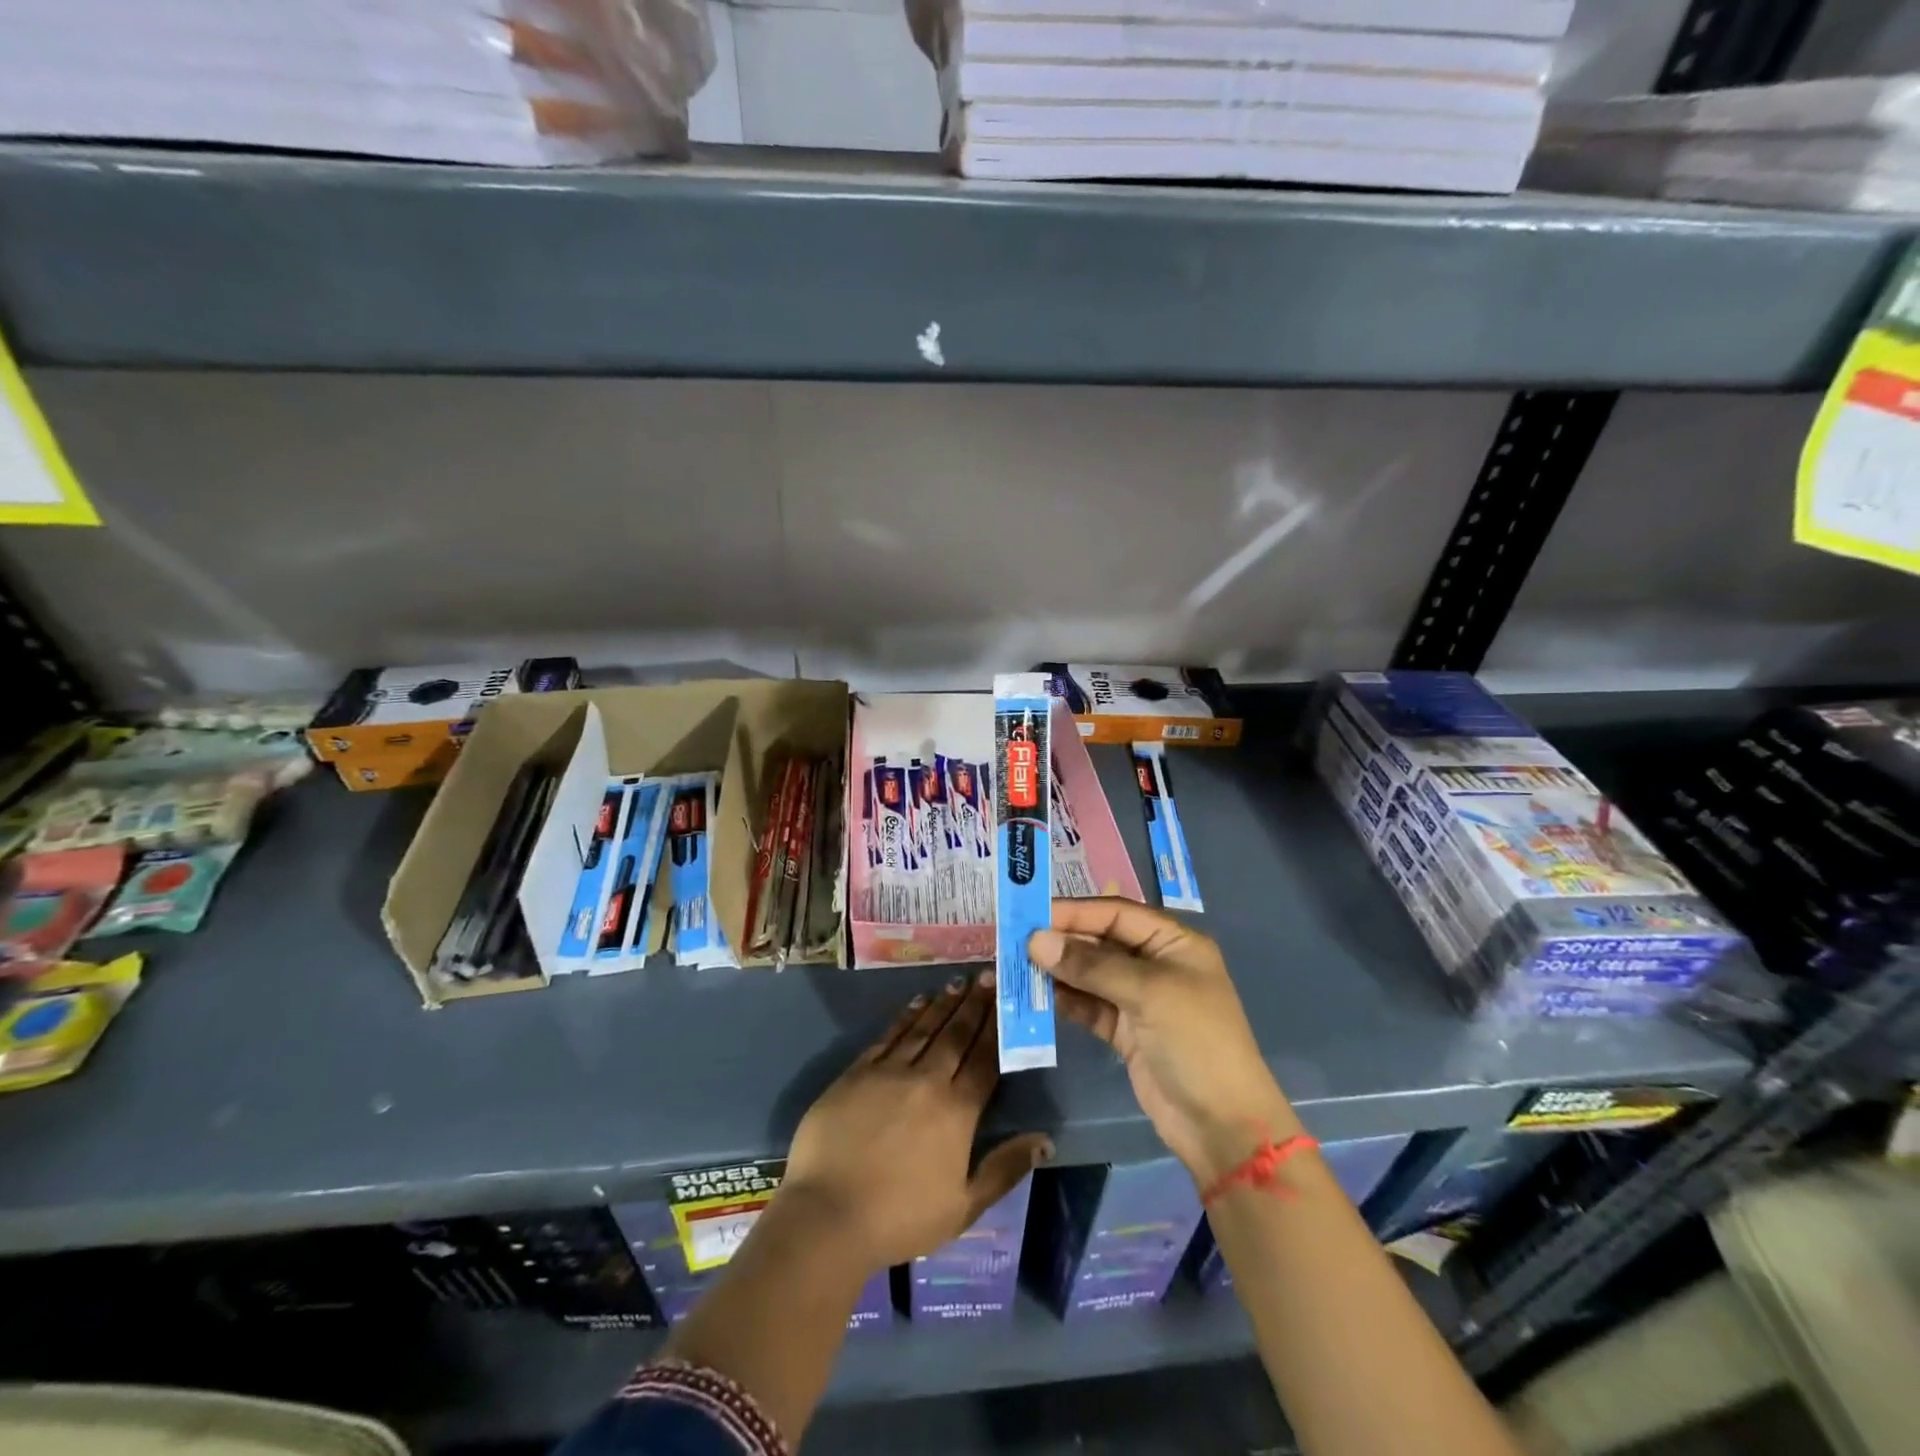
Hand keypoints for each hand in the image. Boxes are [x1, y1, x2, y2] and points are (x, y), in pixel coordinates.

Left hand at [782, 973, 1051, 1269]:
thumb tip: (1046, 1140)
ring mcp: (890, 1072)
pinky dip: (906, 1016)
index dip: (997, 1028)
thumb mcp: (964, 1206)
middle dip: (975, 1004)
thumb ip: (1005, 1168)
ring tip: (959, 981)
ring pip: (924, 1028)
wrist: (828, 1214)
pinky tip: (918, 1002)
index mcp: (957, 1111)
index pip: (985, 1060)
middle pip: (957, 1035)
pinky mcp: (858, 1072)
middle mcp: (927, 1081)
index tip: (1007, 1000)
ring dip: (944, 1003)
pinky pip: (889, 1036)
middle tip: (987, 975)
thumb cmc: (901, 1218)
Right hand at [1031, 899, 1297, 1186]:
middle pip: (1100, 940)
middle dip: (1061, 940)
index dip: (1075, 911)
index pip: (1116, 912)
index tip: (1031, 913)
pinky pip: (1087, 1004)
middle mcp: (1154, 963)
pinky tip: (1035, 995)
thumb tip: (1036, 941)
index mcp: (1173, 942)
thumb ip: (1091, 965)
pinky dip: (1064, 999)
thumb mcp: (1148, 993)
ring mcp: (1138, 998)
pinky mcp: (1124, 1030)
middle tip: (1015, 940)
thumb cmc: (1195, 1041)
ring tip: (1016, 966)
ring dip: (1057, 970)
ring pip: (1089, 973)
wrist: (1221, 1125)